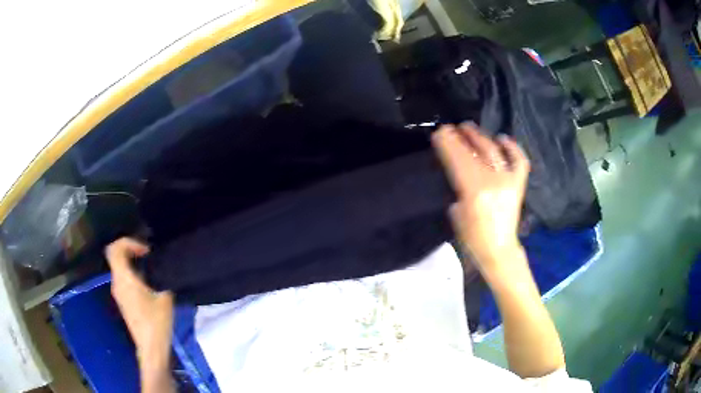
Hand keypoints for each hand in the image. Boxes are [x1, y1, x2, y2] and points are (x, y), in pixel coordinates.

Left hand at [106, 238, 172, 372]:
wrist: (151, 347)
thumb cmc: (156, 322)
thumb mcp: (165, 297)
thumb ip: (161, 277)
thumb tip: (163, 266)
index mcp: (124, 279)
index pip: (115, 249)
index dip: (129, 242)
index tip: (146, 251)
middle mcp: (116, 283)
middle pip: (115, 256)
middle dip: (131, 250)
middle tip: (148, 256)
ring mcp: (118, 292)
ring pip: (119, 267)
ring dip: (132, 262)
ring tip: (150, 269)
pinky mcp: (122, 301)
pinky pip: (122, 278)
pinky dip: (131, 273)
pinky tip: (147, 284)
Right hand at [432, 123, 529, 272]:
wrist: (499, 250)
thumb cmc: (472, 238)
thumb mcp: (457, 213)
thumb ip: (458, 188)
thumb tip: (458, 168)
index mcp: (474, 191)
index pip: (458, 160)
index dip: (448, 144)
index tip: (440, 132)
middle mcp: (492, 182)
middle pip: (475, 152)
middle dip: (461, 137)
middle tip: (452, 128)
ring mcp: (508, 181)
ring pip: (493, 151)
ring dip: (480, 137)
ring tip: (470, 128)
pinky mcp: (518, 185)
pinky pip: (518, 161)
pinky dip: (512, 148)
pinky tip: (502, 138)